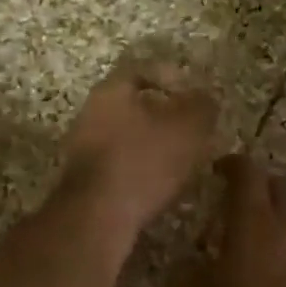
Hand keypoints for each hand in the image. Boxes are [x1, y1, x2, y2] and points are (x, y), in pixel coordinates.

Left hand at [59, 58, 218, 245]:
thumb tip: (203, 98)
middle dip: (163, 116)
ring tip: (181, 161)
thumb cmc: (144, 161)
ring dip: (152, 145)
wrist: (97, 216)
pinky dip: (140, 170)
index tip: (192, 95)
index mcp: (111, 91)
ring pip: (125, 136)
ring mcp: (82, 149)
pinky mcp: (83, 181)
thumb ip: (201, 106)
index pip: (139, 69)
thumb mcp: (188, 128)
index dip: (170, 77)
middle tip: (191, 130)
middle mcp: (90, 114)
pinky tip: (159, 186)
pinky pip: (118, 165)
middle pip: (131, 105)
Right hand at [173, 154, 285, 286]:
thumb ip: (185, 283)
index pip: (246, 172)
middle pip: (280, 185)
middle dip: (260, 188)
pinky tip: (283, 281)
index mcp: (254, 221)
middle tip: (239, 206)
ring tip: (258, 250)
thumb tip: (183, 268)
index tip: (218, 170)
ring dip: (280, 223)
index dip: (231, 165)